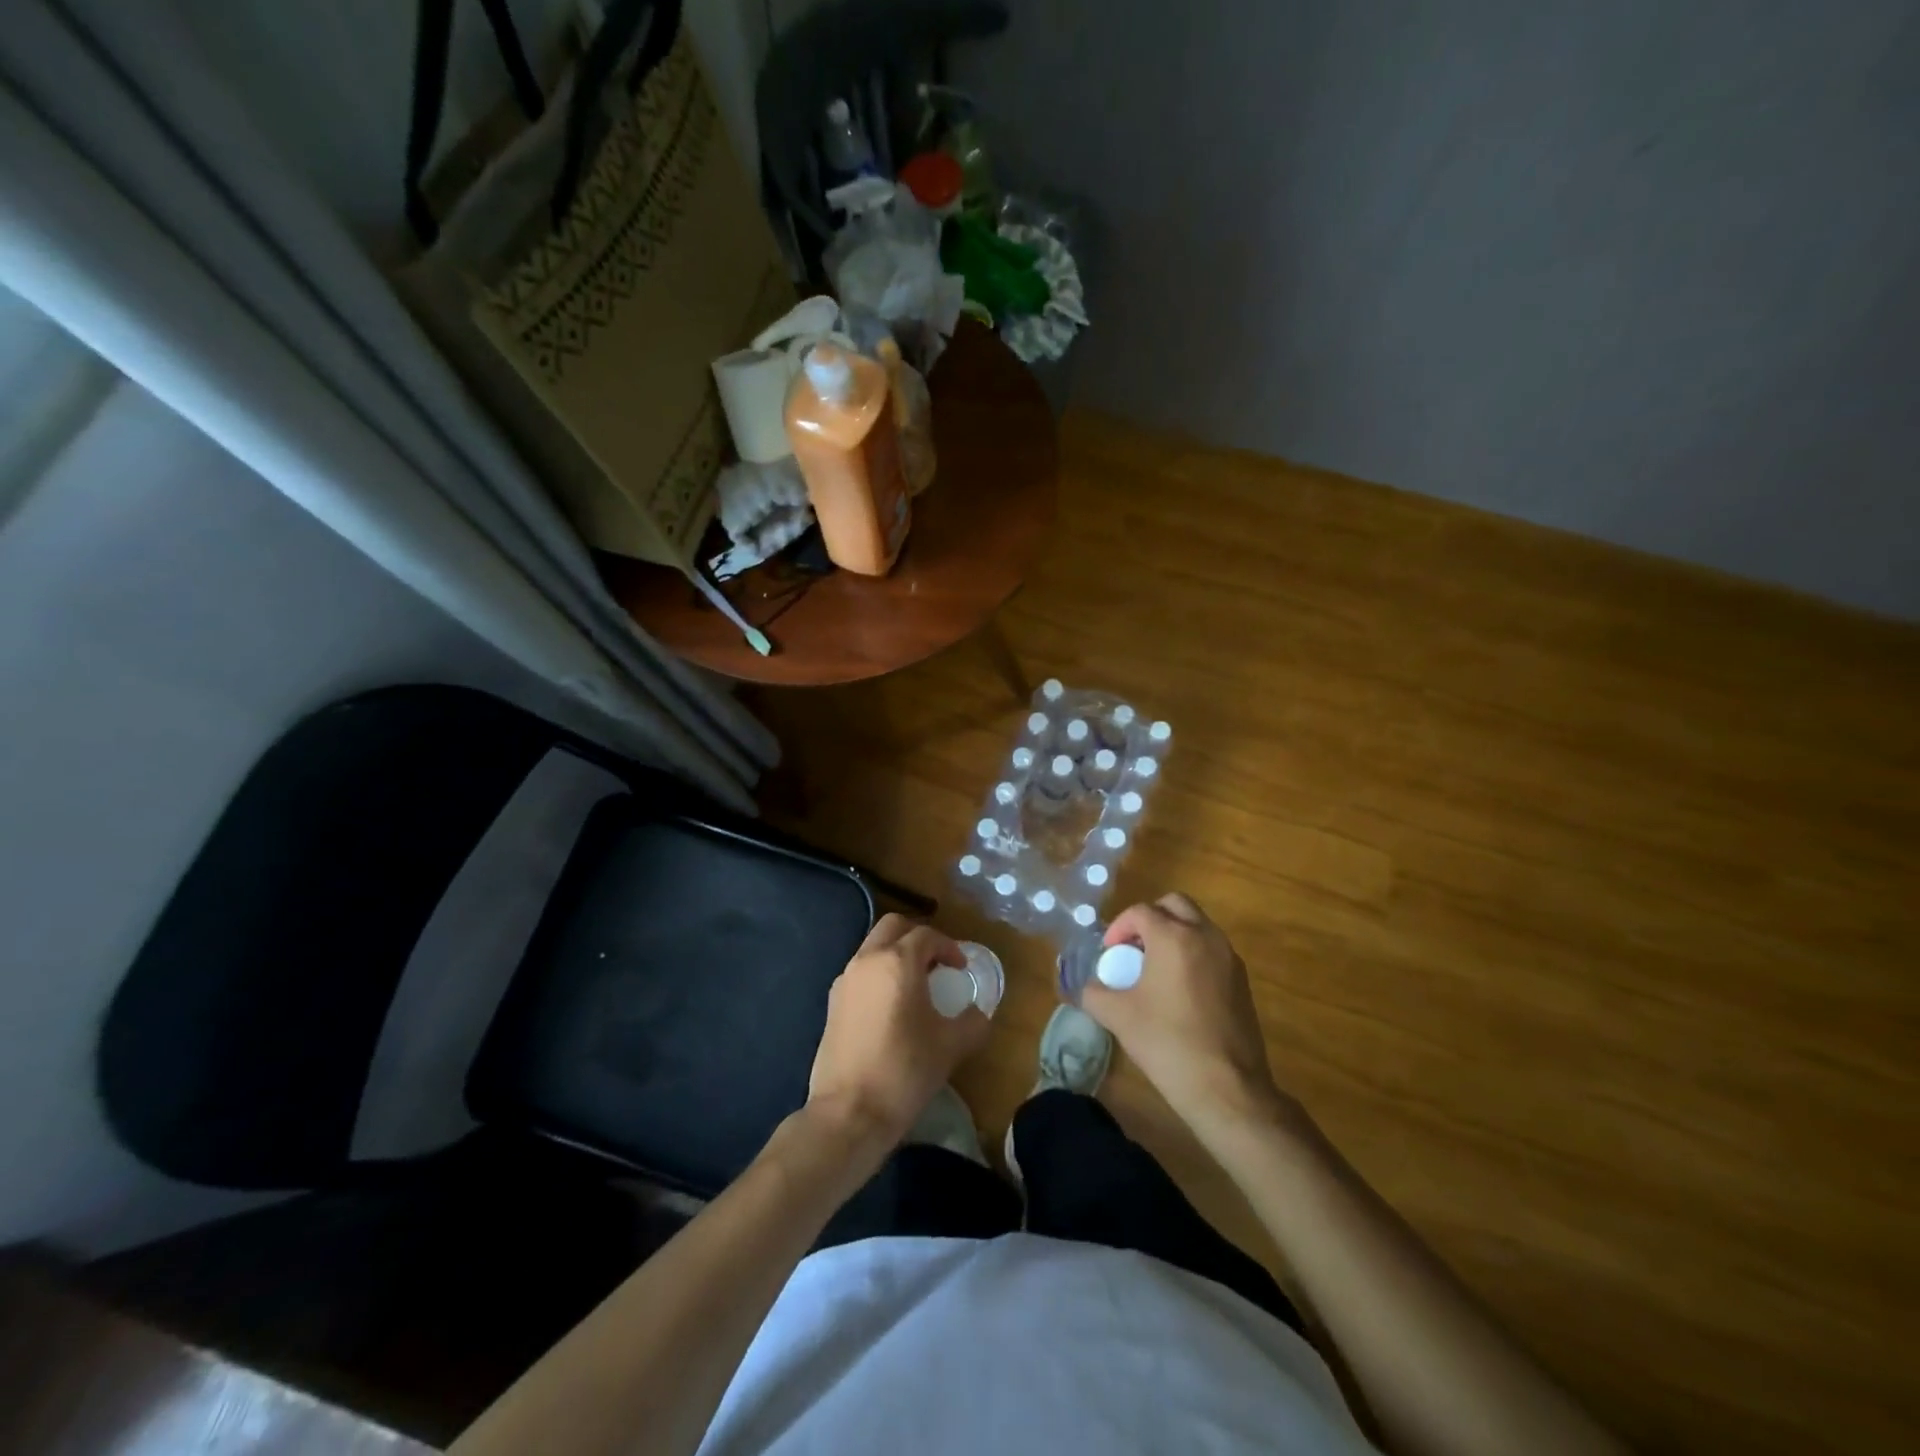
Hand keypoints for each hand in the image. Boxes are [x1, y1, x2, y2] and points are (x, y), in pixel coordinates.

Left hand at [807, 914, 990, 1150]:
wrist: (849, 1113)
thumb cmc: (904, 1071)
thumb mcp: (951, 1046)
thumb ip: (972, 1022)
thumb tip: (978, 1013)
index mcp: (898, 962)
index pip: (926, 936)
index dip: (949, 947)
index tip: (961, 968)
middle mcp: (867, 960)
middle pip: (893, 927)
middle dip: (917, 938)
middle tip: (937, 963)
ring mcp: (845, 980)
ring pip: (872, 947)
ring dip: (895, 954)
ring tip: (916, 985)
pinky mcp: (832, 1003)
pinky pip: (860, 972)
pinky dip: (878, 974)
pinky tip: (891, 1006)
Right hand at [1080, 894, 1292, 1134]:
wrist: (1227, 1088)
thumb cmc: (1167, 1043)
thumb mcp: (1118, 1017)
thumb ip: (1094, 993)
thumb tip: (1087, 988)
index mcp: (1174, 937)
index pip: (1141, 911)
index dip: (1119, 927)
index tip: (1109, 953)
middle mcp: (1206, 936)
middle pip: (1175, 905)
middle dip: (1150, 918)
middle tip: (1133, 948)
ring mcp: (1229, 958)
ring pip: (1198, 925)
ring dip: (1174, 935)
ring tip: (1154, 970)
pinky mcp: (1242, 981)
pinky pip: (1213, 950)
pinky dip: (1193, 955)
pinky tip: (1179, 991)